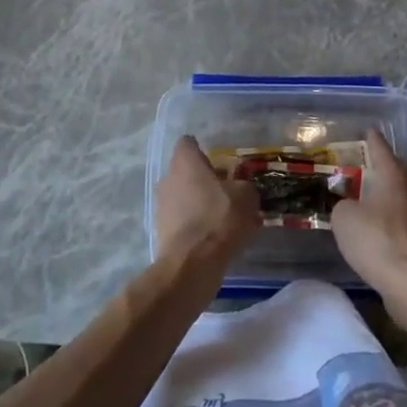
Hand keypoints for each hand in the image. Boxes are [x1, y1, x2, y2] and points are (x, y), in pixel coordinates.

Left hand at [155, 137, 259, 264]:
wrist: (192, 263)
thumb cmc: (220, 218)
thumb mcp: (246, 196)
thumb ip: (243, 185)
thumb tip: (240, 186)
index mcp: (185, 161)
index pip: (188, 143)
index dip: (203, 151)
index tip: (219, 165)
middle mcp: (168, 177)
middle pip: (184, 171)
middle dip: (201, 179)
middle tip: (224, 192)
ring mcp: (161, 205)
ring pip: (180, 195)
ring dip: (196, 202)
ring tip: (219, 218)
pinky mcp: (159, 230)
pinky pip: (178, 219)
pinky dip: (191, 224)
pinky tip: (209, 237)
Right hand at [332, 130, 406, 296]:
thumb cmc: (375, 239)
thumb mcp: (343, 217)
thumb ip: (342, 204)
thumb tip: (349, 208)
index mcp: (392, 176)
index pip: (380, 148)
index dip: (372, 139)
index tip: (367, 130)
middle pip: (394, 171)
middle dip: (379, 167)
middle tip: (361, 163)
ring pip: (397, 196)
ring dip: (382, 194)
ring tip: (362, 195)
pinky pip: (398, 218)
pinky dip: (385, 218)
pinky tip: (371, 226)